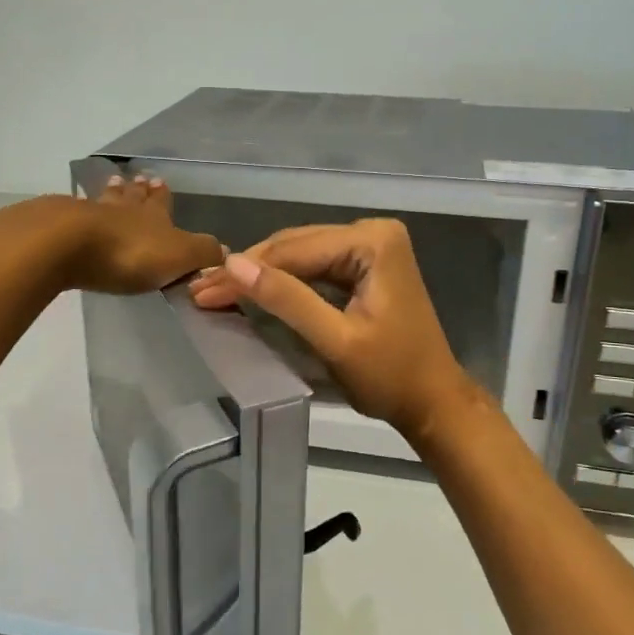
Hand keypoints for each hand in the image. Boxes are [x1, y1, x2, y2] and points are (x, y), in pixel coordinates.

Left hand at [48, 174, 223, 294]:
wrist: (69, 244)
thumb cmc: (130, 252)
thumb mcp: (179, 255)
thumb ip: (203, 252)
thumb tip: (225, 250)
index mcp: (154, 216)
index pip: (162, 202)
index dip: (163, 195)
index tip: (162, 181)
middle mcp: (123, 209)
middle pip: (132, 196)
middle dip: (138, 190)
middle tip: (138, 179)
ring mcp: (89, 214)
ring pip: (105, 200)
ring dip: (112, 194)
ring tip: (114, 183)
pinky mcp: (60, 225)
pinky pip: (75, 212)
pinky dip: (80, 209)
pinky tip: (76, 208)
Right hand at [189, 218, 479, 443]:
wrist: (432, 402)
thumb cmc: (390, 377)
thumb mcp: (335, 340)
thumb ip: (287, 299)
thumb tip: (232, 264)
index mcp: (372, 242)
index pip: (295, 250)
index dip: (245, 270)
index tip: (201, 288)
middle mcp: (373, 233)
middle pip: (296, 247)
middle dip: (248, 270)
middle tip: (200, 290)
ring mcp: (371, 248)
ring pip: (301, 255)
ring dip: (261, 275)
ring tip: (216, 289)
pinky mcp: (366, 266)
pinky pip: (315, 267)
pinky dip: (284, 282)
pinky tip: (253, 289)